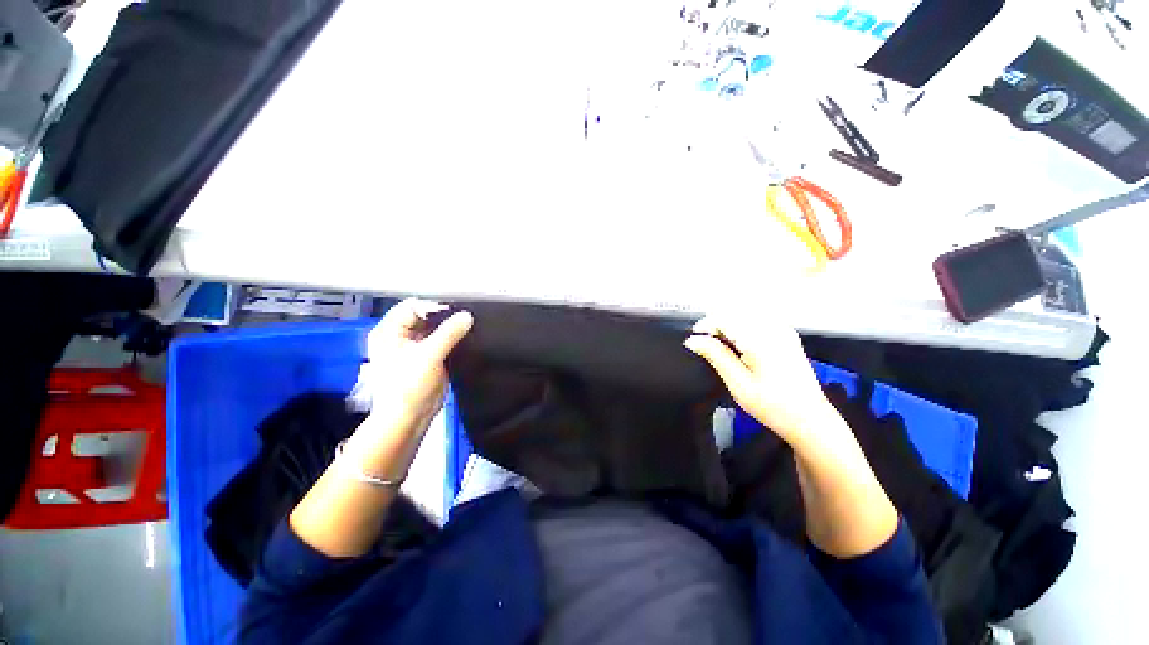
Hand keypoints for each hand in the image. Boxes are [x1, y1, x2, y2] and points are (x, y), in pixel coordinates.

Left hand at [288, 299, 471, 557]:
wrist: (410, 416)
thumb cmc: (410, 385)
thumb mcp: (429, 355)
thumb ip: (449, 333)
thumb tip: (467, 316)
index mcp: (389, 332)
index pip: (412, 307)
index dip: (433, 306)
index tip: (456, 308)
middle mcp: (400, 336)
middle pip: (423, 316)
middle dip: (443, 315)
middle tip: (465, 313)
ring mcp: (414, 346)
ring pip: (433, 328)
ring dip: (449, 326)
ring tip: (468, 322)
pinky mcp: (428, 356)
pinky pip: (440, 339)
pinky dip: (451, 336)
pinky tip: (466, 334)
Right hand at [683, 313, 833, 448]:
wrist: (810, 420)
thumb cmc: (773, 406)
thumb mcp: (738, 383)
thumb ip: (715, 356)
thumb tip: (693, 340)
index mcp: (761, 339)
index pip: (724, 318)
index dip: (704, 326)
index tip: (694, 342)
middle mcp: (774, 328)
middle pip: (734, 312)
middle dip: (715, 325)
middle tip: (705, 347)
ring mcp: (782, 330)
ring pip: (744, 315)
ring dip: (728, 326)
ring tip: (721, 348)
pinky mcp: (786, 335)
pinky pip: (756, 321)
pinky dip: (741, 328)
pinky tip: (739, 346)